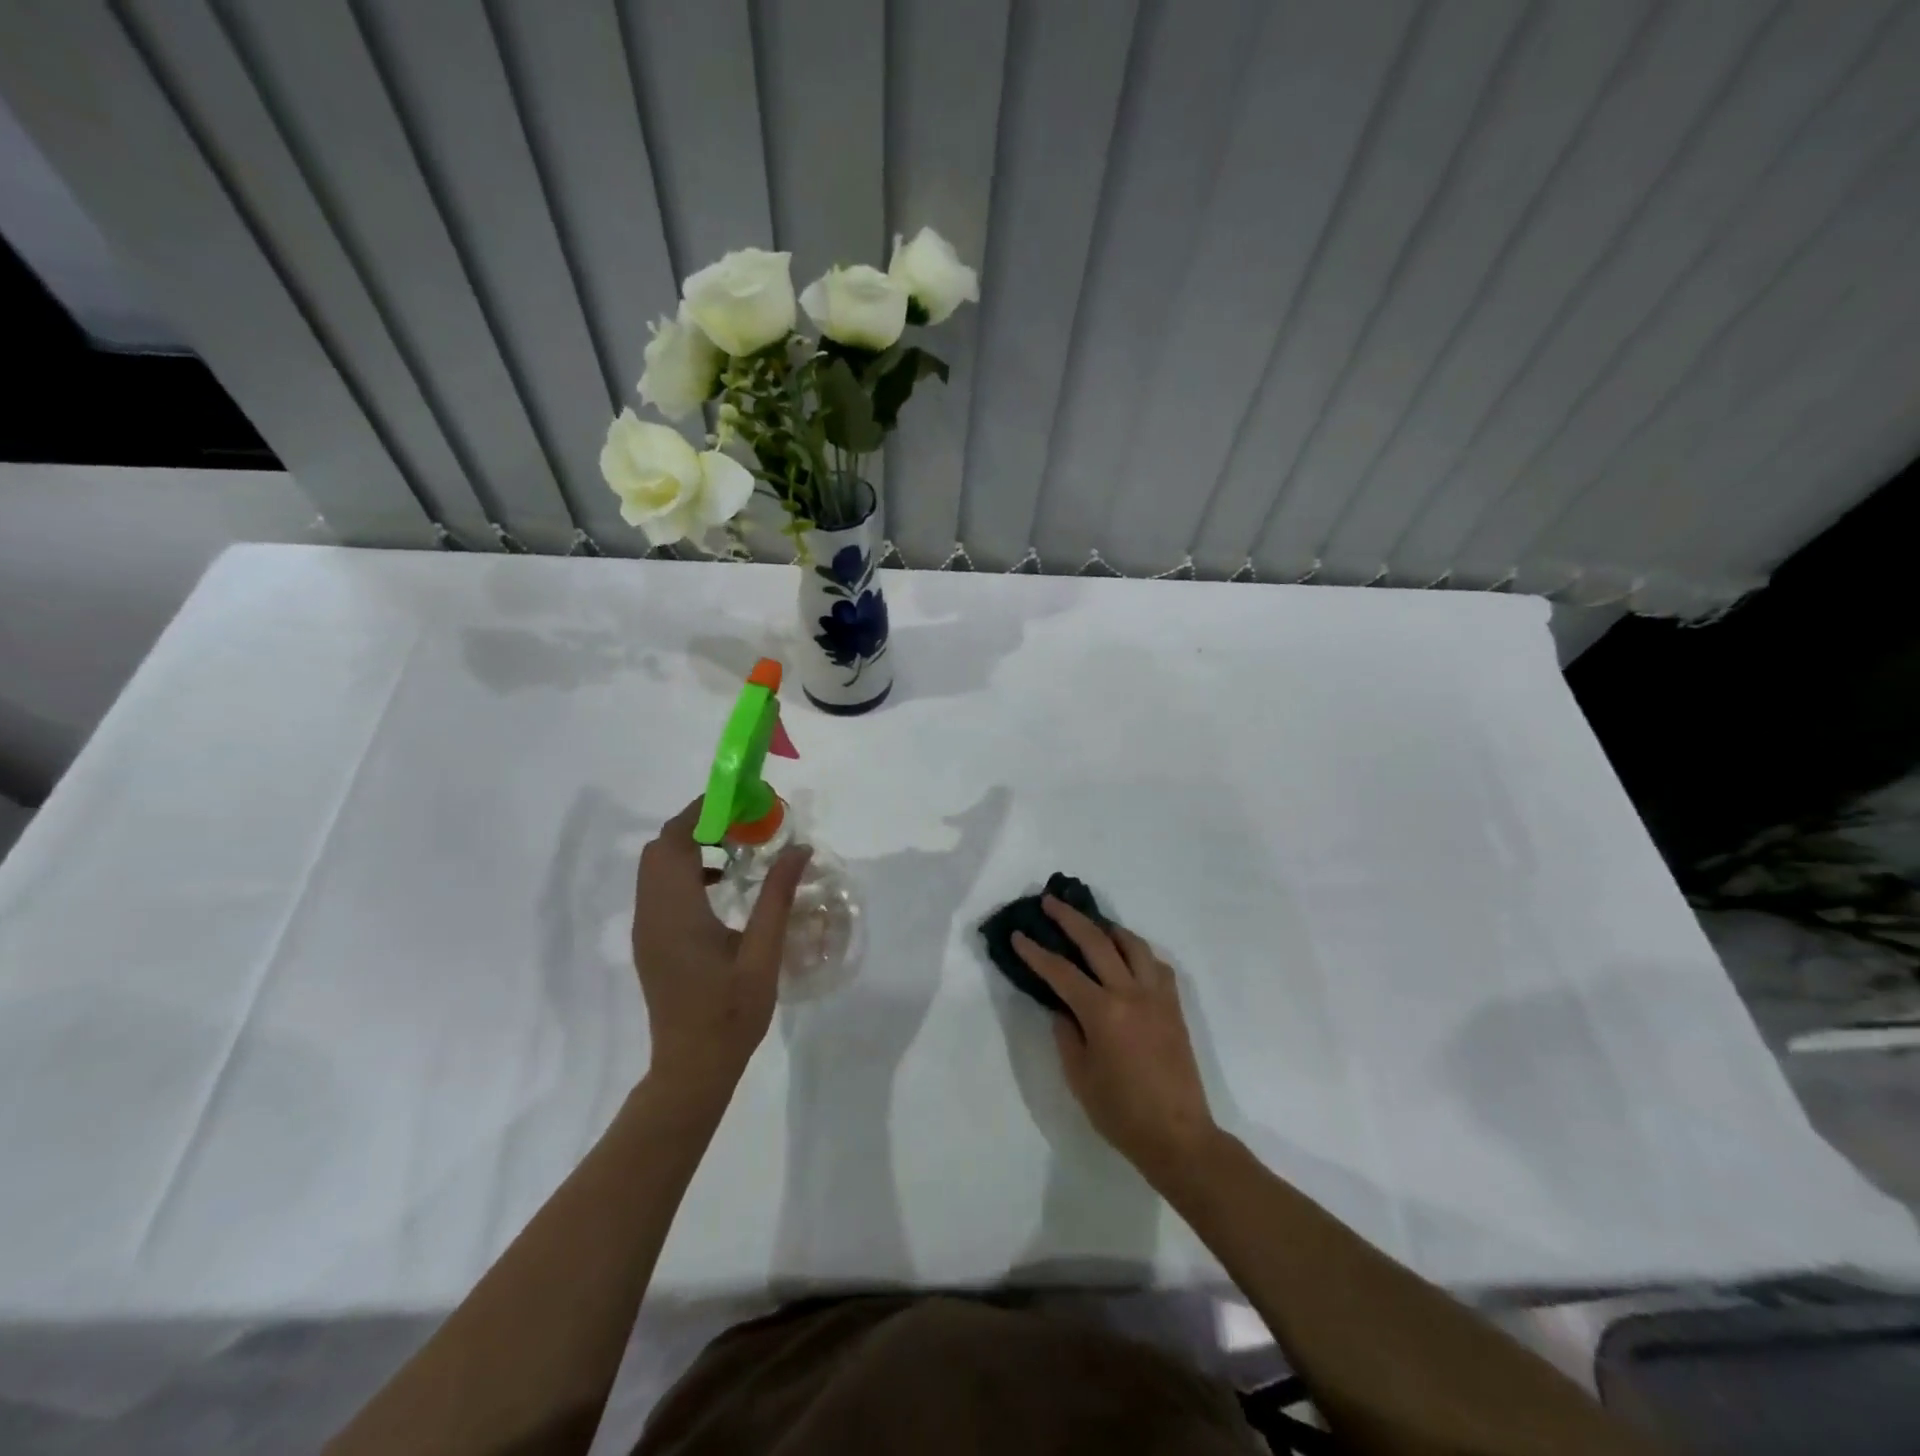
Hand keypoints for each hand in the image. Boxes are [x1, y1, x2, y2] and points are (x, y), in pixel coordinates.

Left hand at [631, 800, 809, 1102]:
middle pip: (660, 848)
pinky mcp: (651, 940)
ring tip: (737, 847)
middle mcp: (652, 913)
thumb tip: (799, 849)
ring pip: (656, 867)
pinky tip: (722, 884)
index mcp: (676, 913)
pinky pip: (659, 887)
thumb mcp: (763, 953)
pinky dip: (685, 870)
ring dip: (690, 846)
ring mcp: (647, 928)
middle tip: (743, 823)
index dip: (703, 812)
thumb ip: (778, 897)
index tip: (741, 801)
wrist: (692, 1067)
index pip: (675, 841)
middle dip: (697, 824)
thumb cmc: (731, 1012)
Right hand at [1013, 897, 1219, 1183]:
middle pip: (1097, 942)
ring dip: (1108, 928)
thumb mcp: (1079, 1075)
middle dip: (1070, 918)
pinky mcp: (1173, 1006)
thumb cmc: (1121, 1112)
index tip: (1018, 935)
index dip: (1036, 952)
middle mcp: (1131, 993)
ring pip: (1133, 944)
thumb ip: (1067, 1033)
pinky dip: (1137, 953)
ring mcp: (1157, 996)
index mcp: (1103, 1012)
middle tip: (1050, 901)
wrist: (1178, 1136)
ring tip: (1092, 923)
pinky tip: (1127, 958)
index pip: (1061, 972)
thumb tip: (1063, 1006)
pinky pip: (1155, 965)